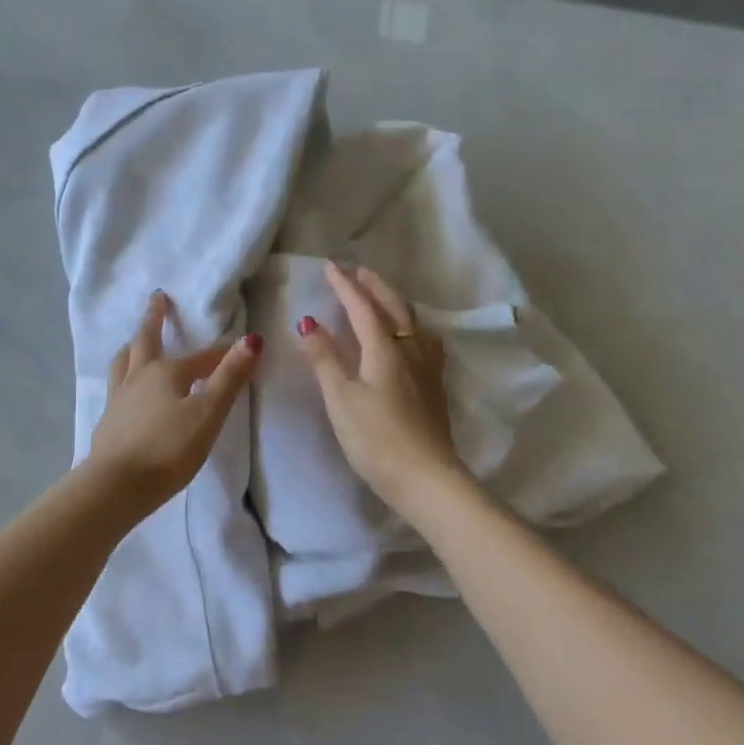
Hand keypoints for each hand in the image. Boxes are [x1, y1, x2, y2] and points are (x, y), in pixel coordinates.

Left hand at [86, 292, 262, 512]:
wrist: (116, 485)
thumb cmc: (168, 449)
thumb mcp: (207, 414)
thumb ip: (228, 378)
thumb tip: (251, 340)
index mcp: (165, 372)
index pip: (201, 358)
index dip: (222, 354)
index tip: (240, 348)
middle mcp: (139, 377)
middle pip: (145, 341)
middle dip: (154, 319)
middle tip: (157, 298)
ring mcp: (119, 399)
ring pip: (124, 362)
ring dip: (132, 346)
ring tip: (132, 341)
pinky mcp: (108, 421)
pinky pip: (116, 386)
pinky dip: (124, 376)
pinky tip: (125, 389)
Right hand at [298, 261, 466, 518]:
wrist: (427, 479)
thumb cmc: (376, 439)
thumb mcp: (340, 399)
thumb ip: (325, 359)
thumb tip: (308, 322)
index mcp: (385, 349)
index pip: (362, 307)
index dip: (345, 286)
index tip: (330, 265)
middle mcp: (410, 351)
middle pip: (394, 307)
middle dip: (374, 286)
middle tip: (357, 271)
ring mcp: (428, 369)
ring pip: (413, 322)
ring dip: (394, 302)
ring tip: (382, 298)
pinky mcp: (435, 387)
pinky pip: (424, 341)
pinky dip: (411, 326)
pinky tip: (412, 339)